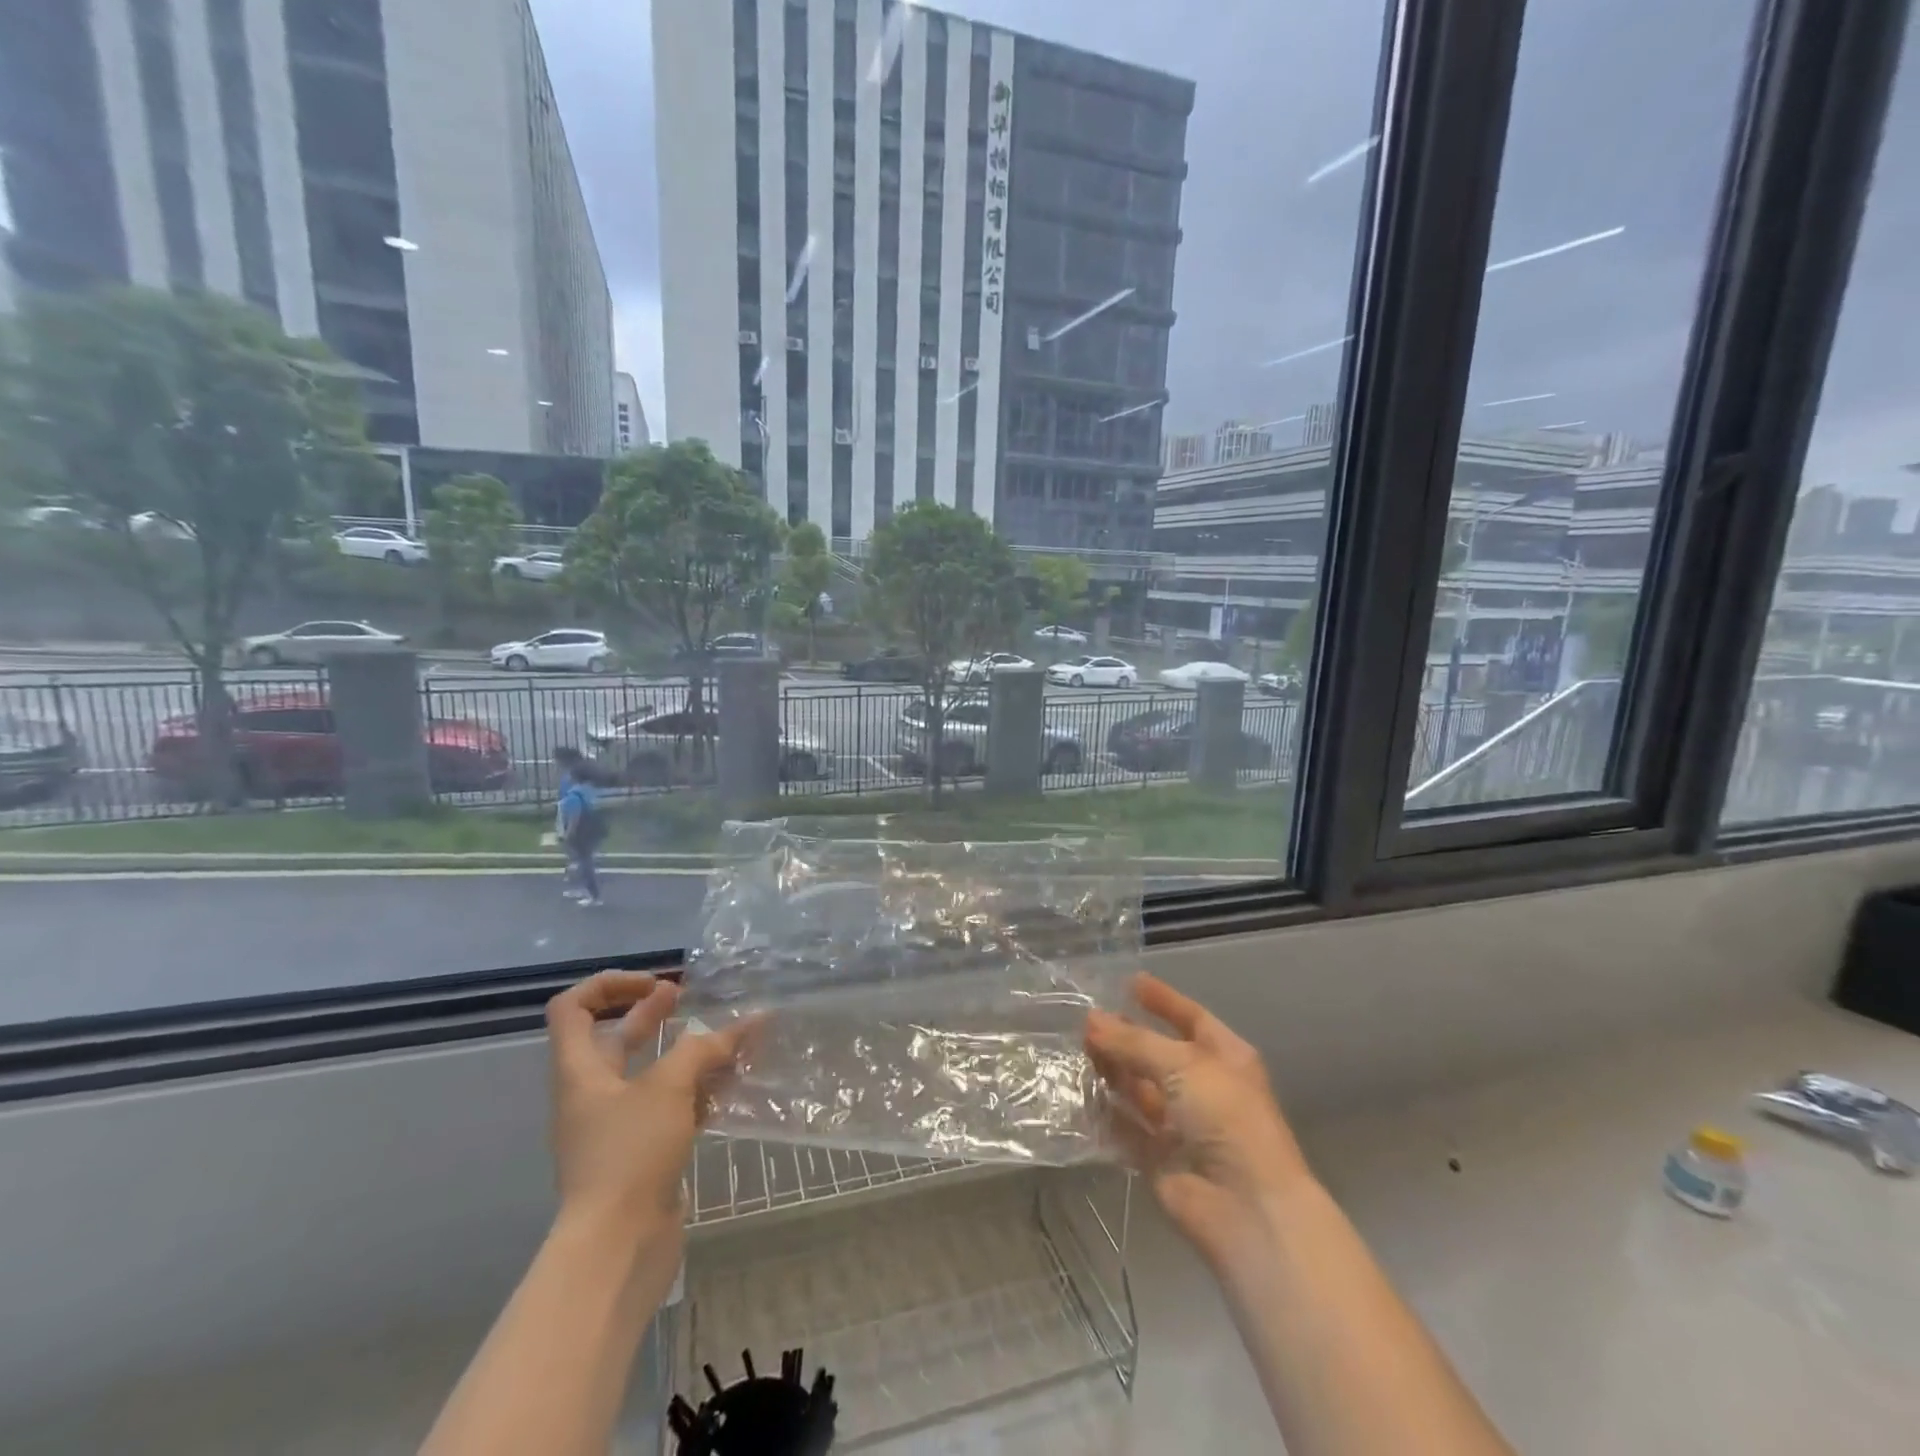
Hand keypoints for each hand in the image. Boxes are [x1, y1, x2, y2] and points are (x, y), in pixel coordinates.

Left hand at [544, 970, 753, 1253]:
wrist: (618, 1247)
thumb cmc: (630, 1154)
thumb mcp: (668, 1087)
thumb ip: (704, 1048)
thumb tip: (745, 1023)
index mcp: (581, 1071)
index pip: (573, 1008)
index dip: (610, 985)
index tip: (656, 986)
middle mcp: (593, 1094)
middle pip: (616, 1037)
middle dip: (653, 1013)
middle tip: (689, 998)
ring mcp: (617, 1126)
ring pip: (650, 1074)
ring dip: (686, 1053)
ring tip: (726, 1040)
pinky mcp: (643, 1152)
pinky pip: (670, 1107)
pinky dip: (697, 1090)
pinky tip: (731, 1085)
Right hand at [1086, 973, 1313, 1273]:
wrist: (1246, 1207)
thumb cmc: (1226, 1118)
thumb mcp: (1182, 1064)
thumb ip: (1134, 1041)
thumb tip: (1091, 1019)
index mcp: (1225, 1058)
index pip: (1191, 1018)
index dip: (1162, 1000)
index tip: (1129, 982)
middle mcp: (1204, 1087)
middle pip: (1158, 1054)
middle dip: (1125, 1037)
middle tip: (1085, 1022)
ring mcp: (1181, 1124)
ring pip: (1138, 1089)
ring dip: (1111, 1072)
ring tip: (1075, 1053)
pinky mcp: (1158, 1157)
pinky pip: (1125, 1127)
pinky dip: (1105, 1113)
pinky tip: (1077, 1095)